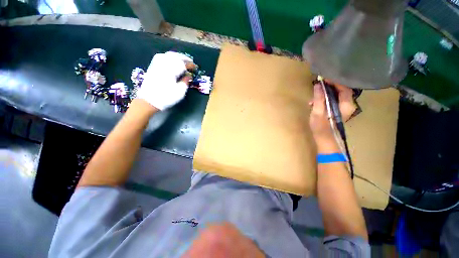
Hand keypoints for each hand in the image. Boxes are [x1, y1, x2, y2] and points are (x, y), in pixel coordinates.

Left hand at [137, 52, 195, 109]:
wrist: (149, 100)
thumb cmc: (166, 97)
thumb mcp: (180, 91)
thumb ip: (185, 82)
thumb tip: (189, 75)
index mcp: (171, 70)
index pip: (183, 64)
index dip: (190, 65)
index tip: (196, 68)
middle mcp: (164, 64)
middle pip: (176, 56)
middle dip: (185, 59)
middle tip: (191, 62)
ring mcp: (157, 64)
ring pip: (169, 55)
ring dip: (178, 56)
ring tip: (183, 60)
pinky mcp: (153, 66)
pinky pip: (163, 56)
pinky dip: (170, 57)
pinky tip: (172, 60)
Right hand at [309, 81, 355, 144]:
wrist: (325, 140)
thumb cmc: (321, 127)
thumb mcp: (318, 112)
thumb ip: (319, 98)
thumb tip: (318, 85)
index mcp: (346, 105)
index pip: (344, 88)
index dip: (335, 82)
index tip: (323, 79)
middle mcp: (348, 105)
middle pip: (341, 90)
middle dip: (328, 88)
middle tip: (317, 87)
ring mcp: (344, 108)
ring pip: (336, 95)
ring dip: (325, 94)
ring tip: (313, 99)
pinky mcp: (338, 111)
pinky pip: (333, 100)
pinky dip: (325, 99)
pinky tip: (315, 103)